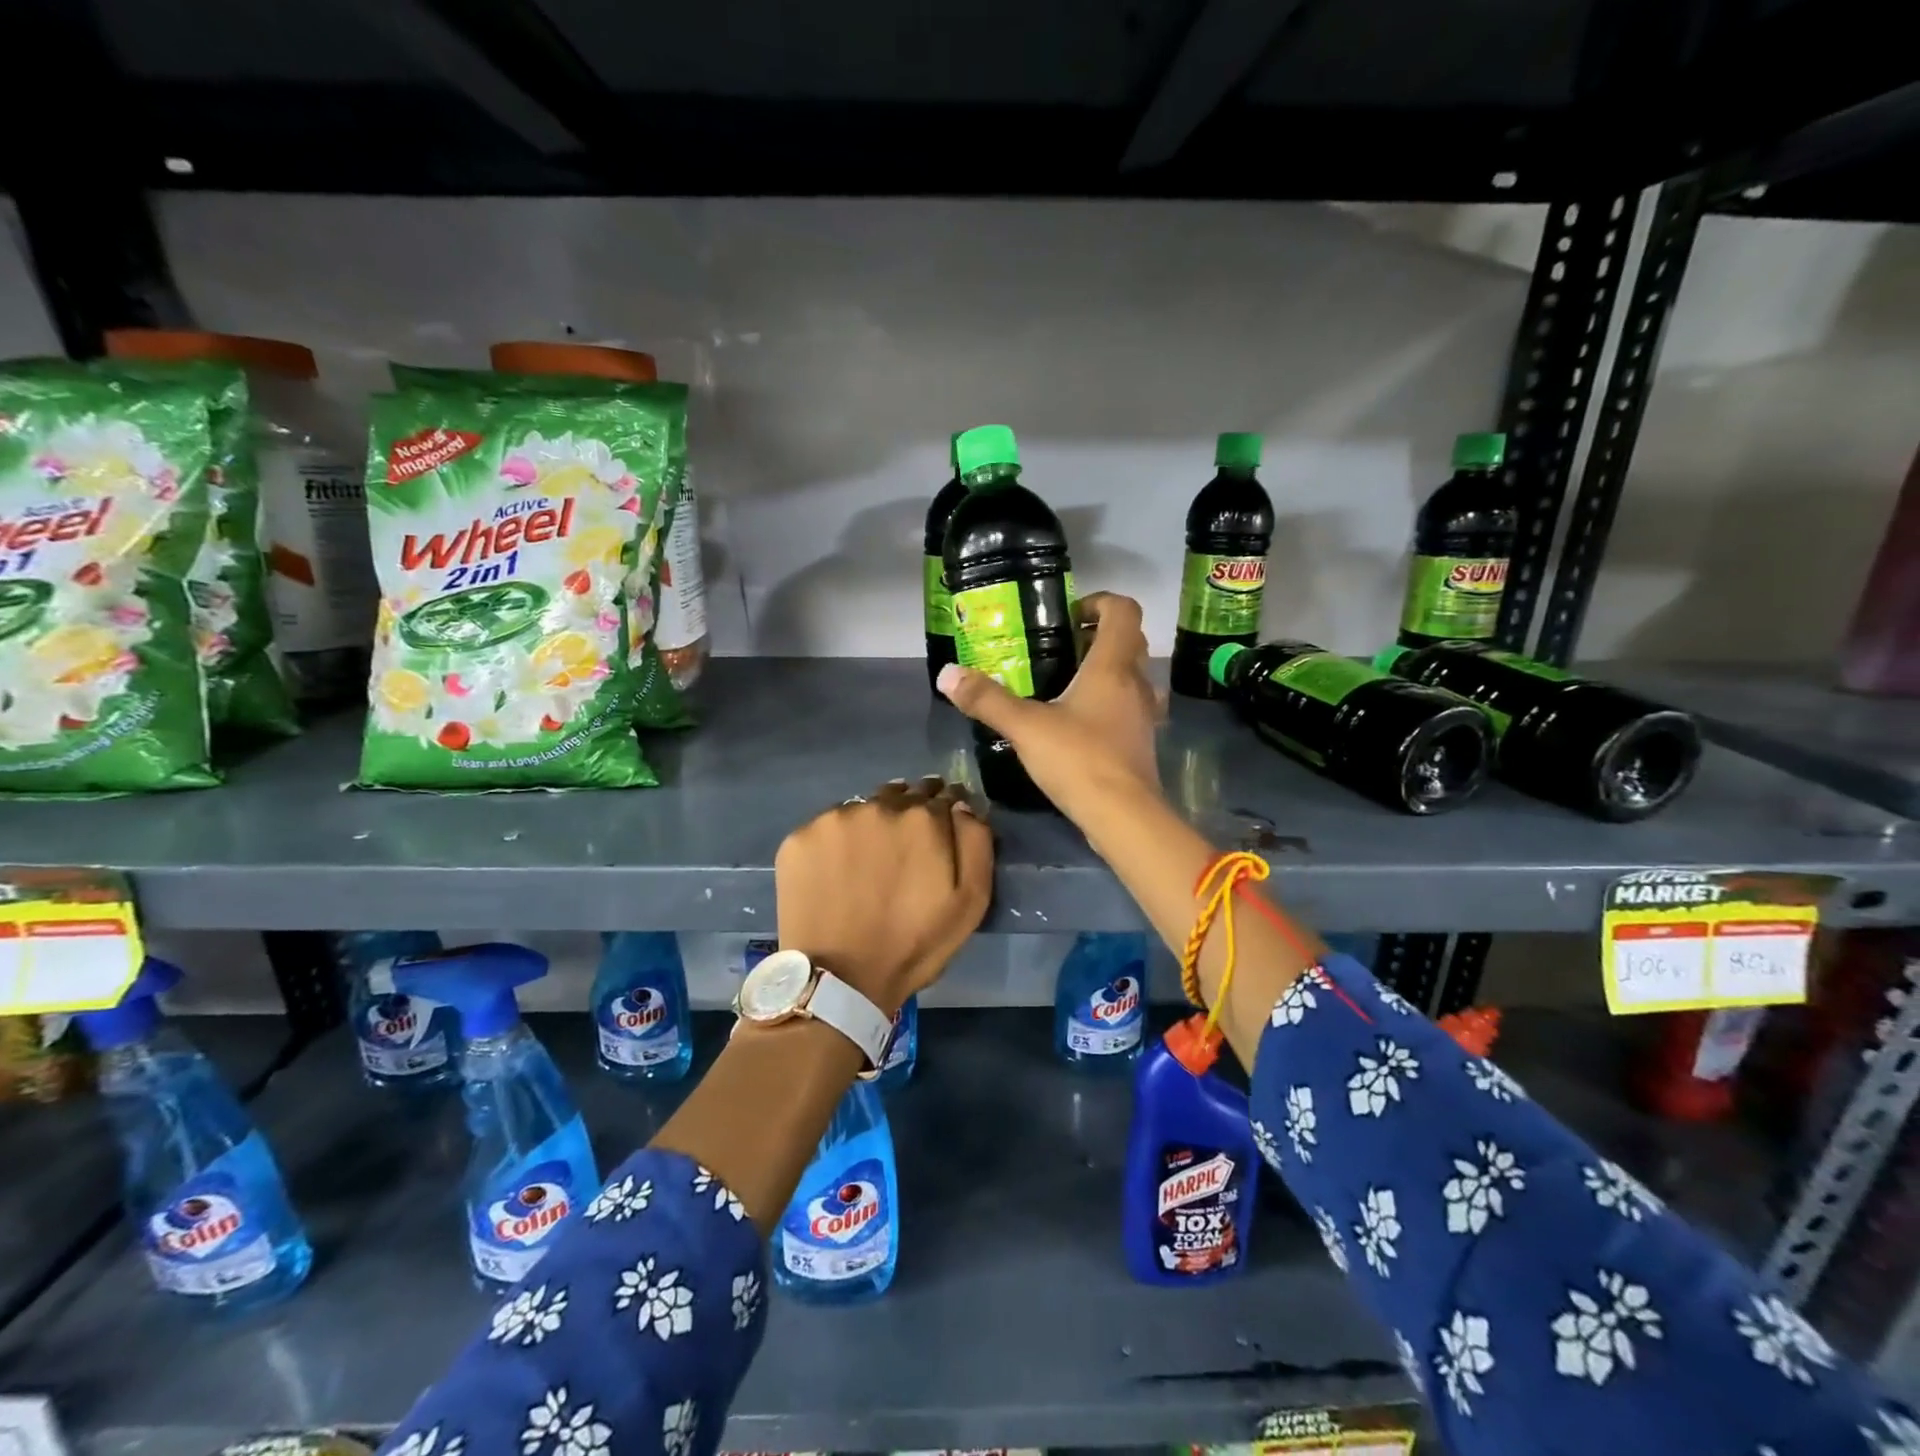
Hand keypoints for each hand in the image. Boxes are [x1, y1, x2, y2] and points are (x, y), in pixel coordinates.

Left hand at [775, 776, 993, 1014]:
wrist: (839, 979)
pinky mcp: (800, 836)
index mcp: (923, 817)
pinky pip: (827, 828)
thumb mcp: (970, 901)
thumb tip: (961, 805)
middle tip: (903, 853)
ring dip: (871, 825)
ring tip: (868, 862)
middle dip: (908, 816)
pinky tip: (836, 871)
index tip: (939, 835)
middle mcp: (878, 805)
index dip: (945, 813)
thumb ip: (975, 842)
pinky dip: (836, 842)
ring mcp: (834, 818)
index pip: (942, 796)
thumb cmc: (913, 944)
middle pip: (901, 796)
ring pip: (862, 809)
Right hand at [936, 592, 1161, 822]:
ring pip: (1133, 676)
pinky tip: (1081, 723)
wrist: (1124, 816)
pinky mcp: (1142, 743)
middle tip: (1061, 648)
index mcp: (1113, 666)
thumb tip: (947, 674)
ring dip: (1108, 671)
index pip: (1124, 610)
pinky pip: (1130, 708)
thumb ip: (987, 700)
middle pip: (1130, 641)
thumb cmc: (1079, 760)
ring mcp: (1144, 715)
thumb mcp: (1025, 727)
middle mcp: (1136, 683)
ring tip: (1069, 684)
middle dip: (1098, 636)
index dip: (1099, 602)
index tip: (1069, 616)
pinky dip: (1110, 704)